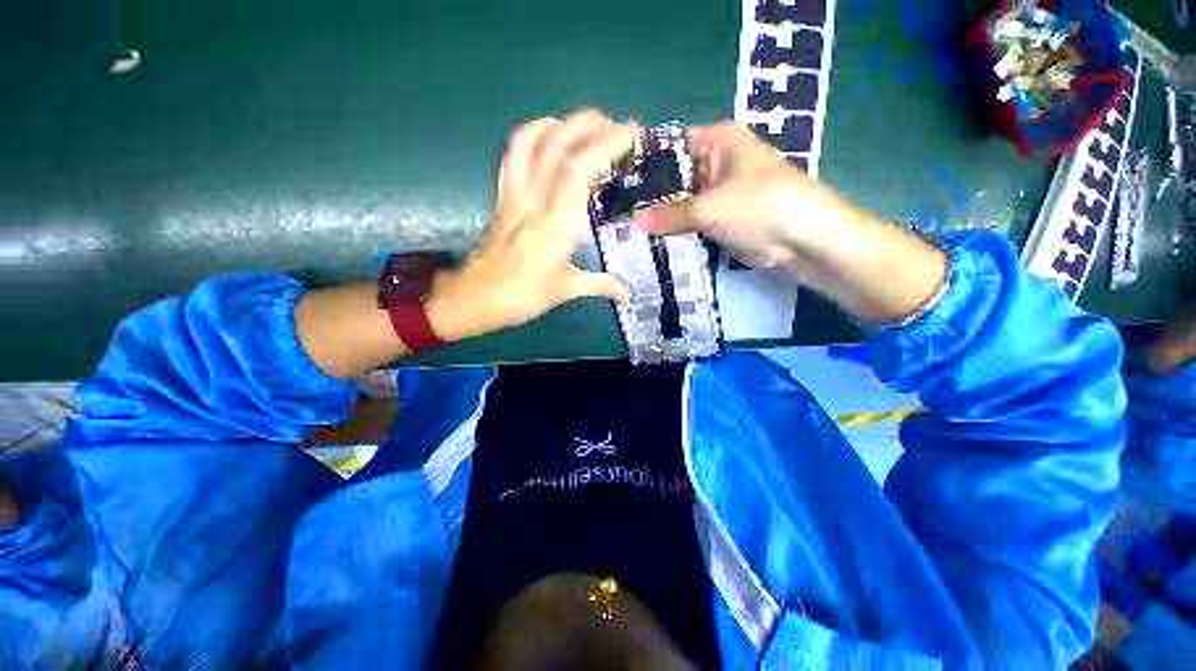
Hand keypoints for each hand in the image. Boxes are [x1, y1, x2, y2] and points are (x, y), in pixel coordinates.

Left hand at [427, 110, 634, 341]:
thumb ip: (601, 285)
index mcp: (557, 225)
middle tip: (620, 128)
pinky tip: (549, 133)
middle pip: (560, 145)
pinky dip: (532, 132)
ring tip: (589, 126)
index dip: (606, 144)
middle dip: (593, 126)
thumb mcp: (566, 291)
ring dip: (565, 124)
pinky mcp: (503, 194)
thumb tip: (627, 295)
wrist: (476, 296)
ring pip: (535, 142)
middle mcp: (536, 200)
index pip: (580, 170)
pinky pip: (514, 153)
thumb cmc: (524, 296)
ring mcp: (516, 193)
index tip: (632, 135)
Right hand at [634, 121, 845, 269]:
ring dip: (660, 215)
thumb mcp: (711, 208)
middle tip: (617, 211)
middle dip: (649, 195)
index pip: (669, 146)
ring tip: (626, 226)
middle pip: (673, 176)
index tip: (616, 181)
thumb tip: (633, 222)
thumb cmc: (760, 205)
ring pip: (680, 201)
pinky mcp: (718, 216)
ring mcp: (716, 191)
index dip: (643, 163)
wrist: (801, 239)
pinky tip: (649, 238)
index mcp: (716, 140)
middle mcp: (714, 161)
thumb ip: (670, 215)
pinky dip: (674, 229)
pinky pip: (689, 220)